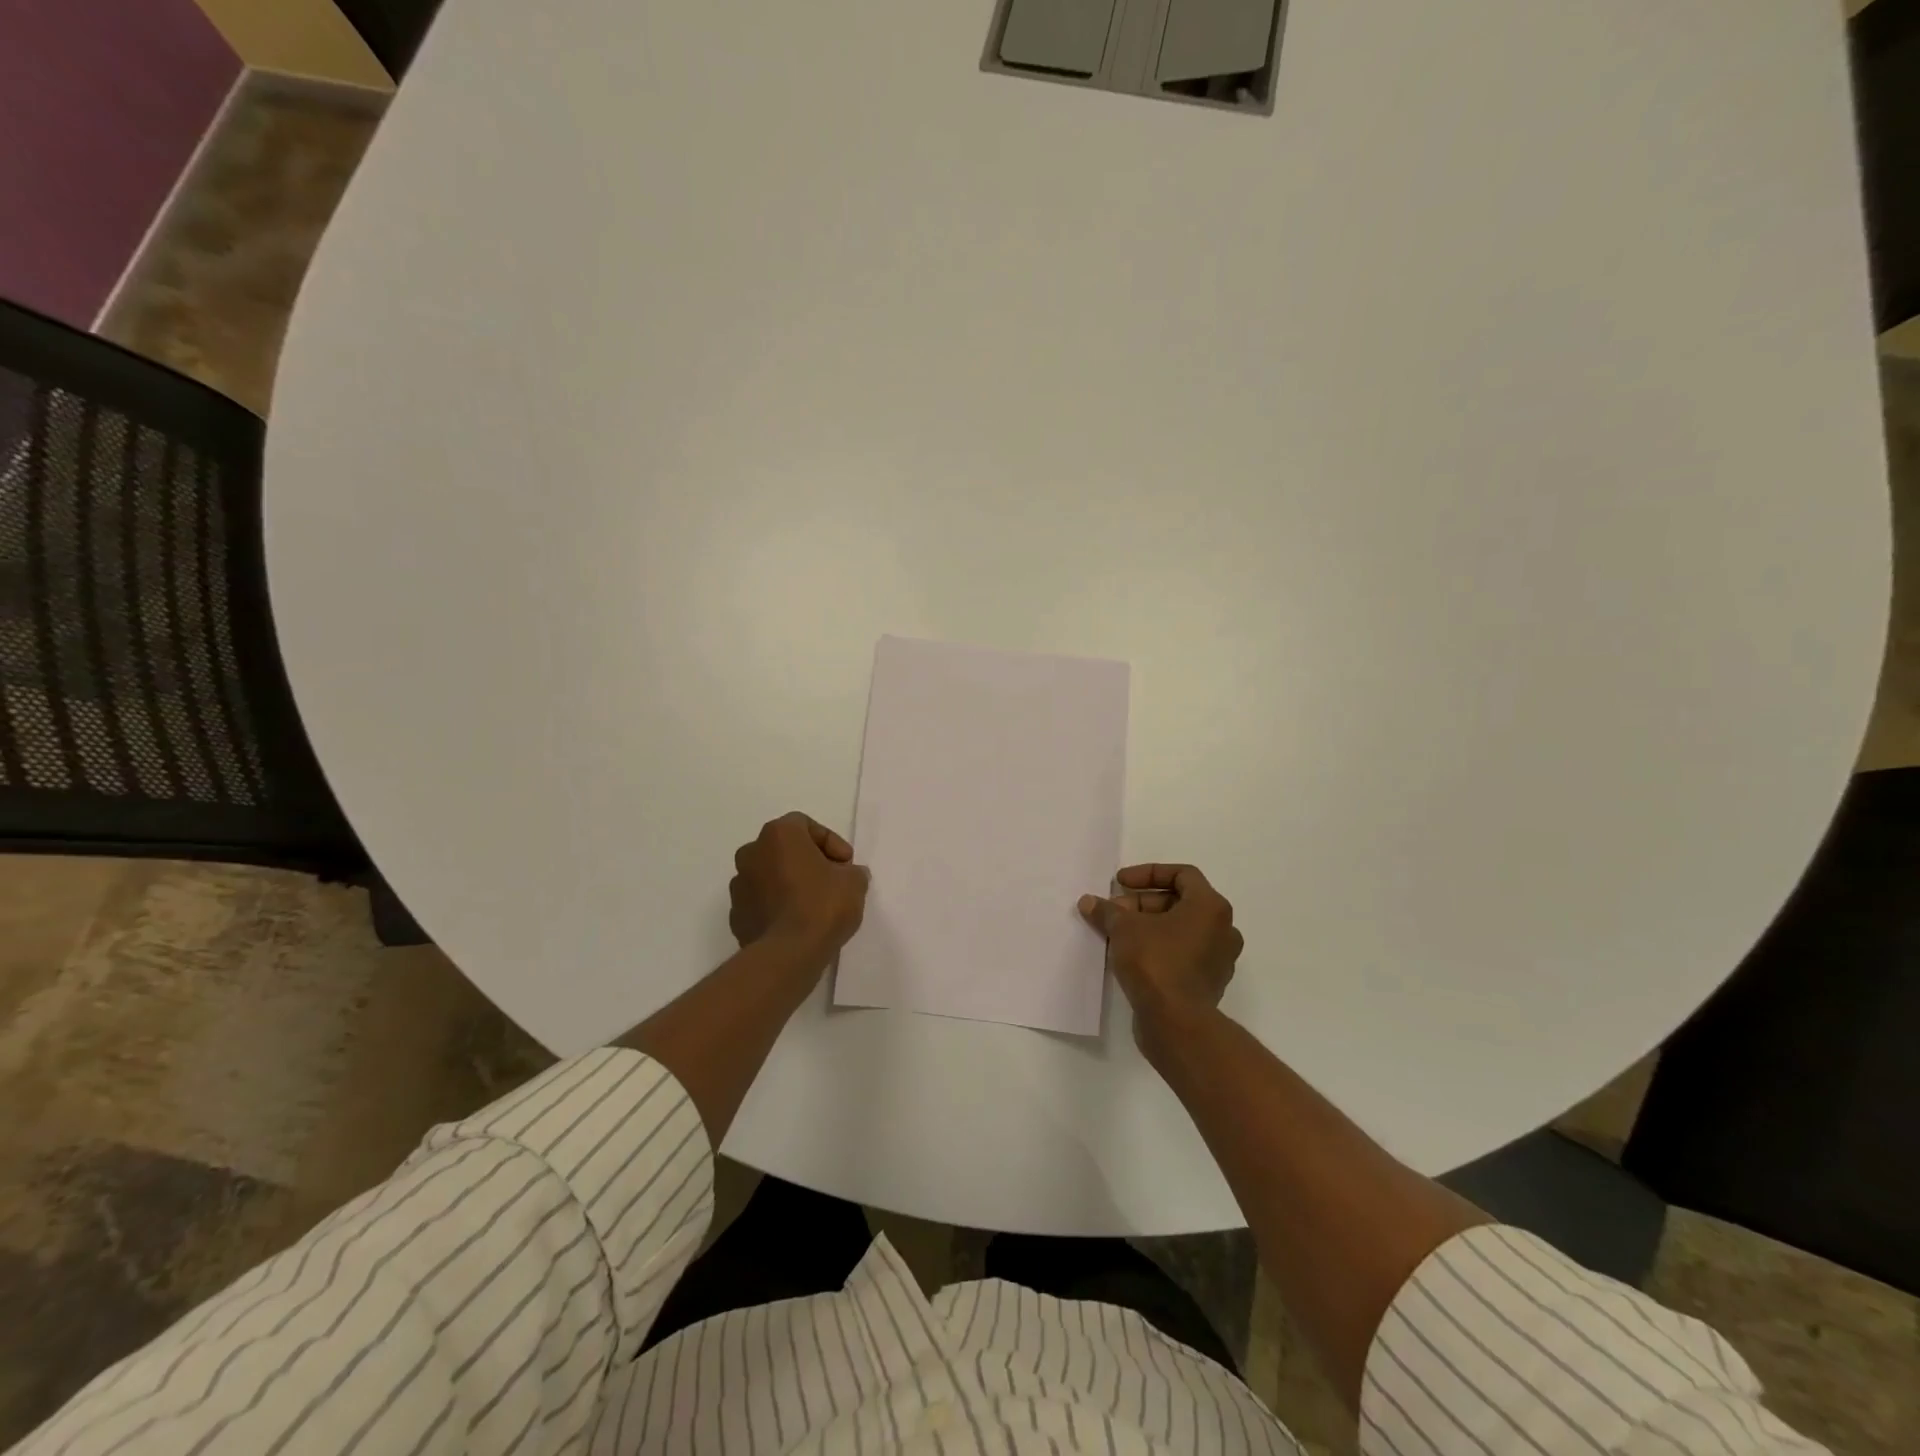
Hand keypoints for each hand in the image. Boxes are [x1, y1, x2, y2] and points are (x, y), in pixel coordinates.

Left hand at [729, 812, 868, 959]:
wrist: (787, 954)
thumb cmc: (822, 905)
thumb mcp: (854, 882)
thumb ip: (852, 871)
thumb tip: (847, 875)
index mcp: (778, 835)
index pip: (805, 825)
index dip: (830, 842)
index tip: (845, 864)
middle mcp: (752, 853)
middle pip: (784, 848)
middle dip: (808, 861)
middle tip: (831, 880)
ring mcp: (739, 885)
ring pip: (769, 875)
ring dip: (789, 883)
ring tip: (814, 904)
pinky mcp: (736, 915)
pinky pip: (761, 902)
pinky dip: (777, 906)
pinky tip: (796, 922)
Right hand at [1078, 864, 1241, 1059]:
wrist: (1176, 1022)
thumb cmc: (1156, 961)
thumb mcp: (1124, 928)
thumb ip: (1107, 911)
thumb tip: (1088, 902)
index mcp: (1211, 907)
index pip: (1182, 874)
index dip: (1148, 873)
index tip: (1120, 883)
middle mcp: (1222, 929)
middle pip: (1179, 902)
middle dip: (1142, 904)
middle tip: (1114, 911)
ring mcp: (1218, 959)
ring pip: (1180, 930)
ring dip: (1149, 926)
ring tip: (1117, 933)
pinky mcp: (1208, 983)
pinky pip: (1182, 953)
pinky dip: (1159, 947)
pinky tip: (1130, 956)